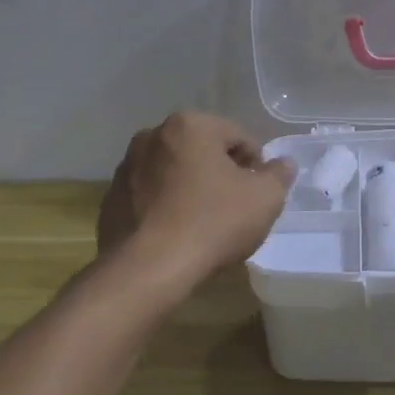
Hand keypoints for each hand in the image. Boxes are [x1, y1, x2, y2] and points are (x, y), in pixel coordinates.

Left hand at [98, 111, 295, 288]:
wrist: (147, 269)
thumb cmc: (212, 223)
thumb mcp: (264, 199)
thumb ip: (278, 176)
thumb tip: (283, 164)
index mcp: (190, 125)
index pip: (238, 137)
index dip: (256, 166)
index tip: (259, 195)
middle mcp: (152, 135)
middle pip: (202, 151)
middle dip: (220, 174)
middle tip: (235, 209)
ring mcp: (126, 167)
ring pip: (174, 173)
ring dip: (191, 189)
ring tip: (204, 225)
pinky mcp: (110, 199)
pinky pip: (150, 197)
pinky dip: (165, 208)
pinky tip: (176, 235)